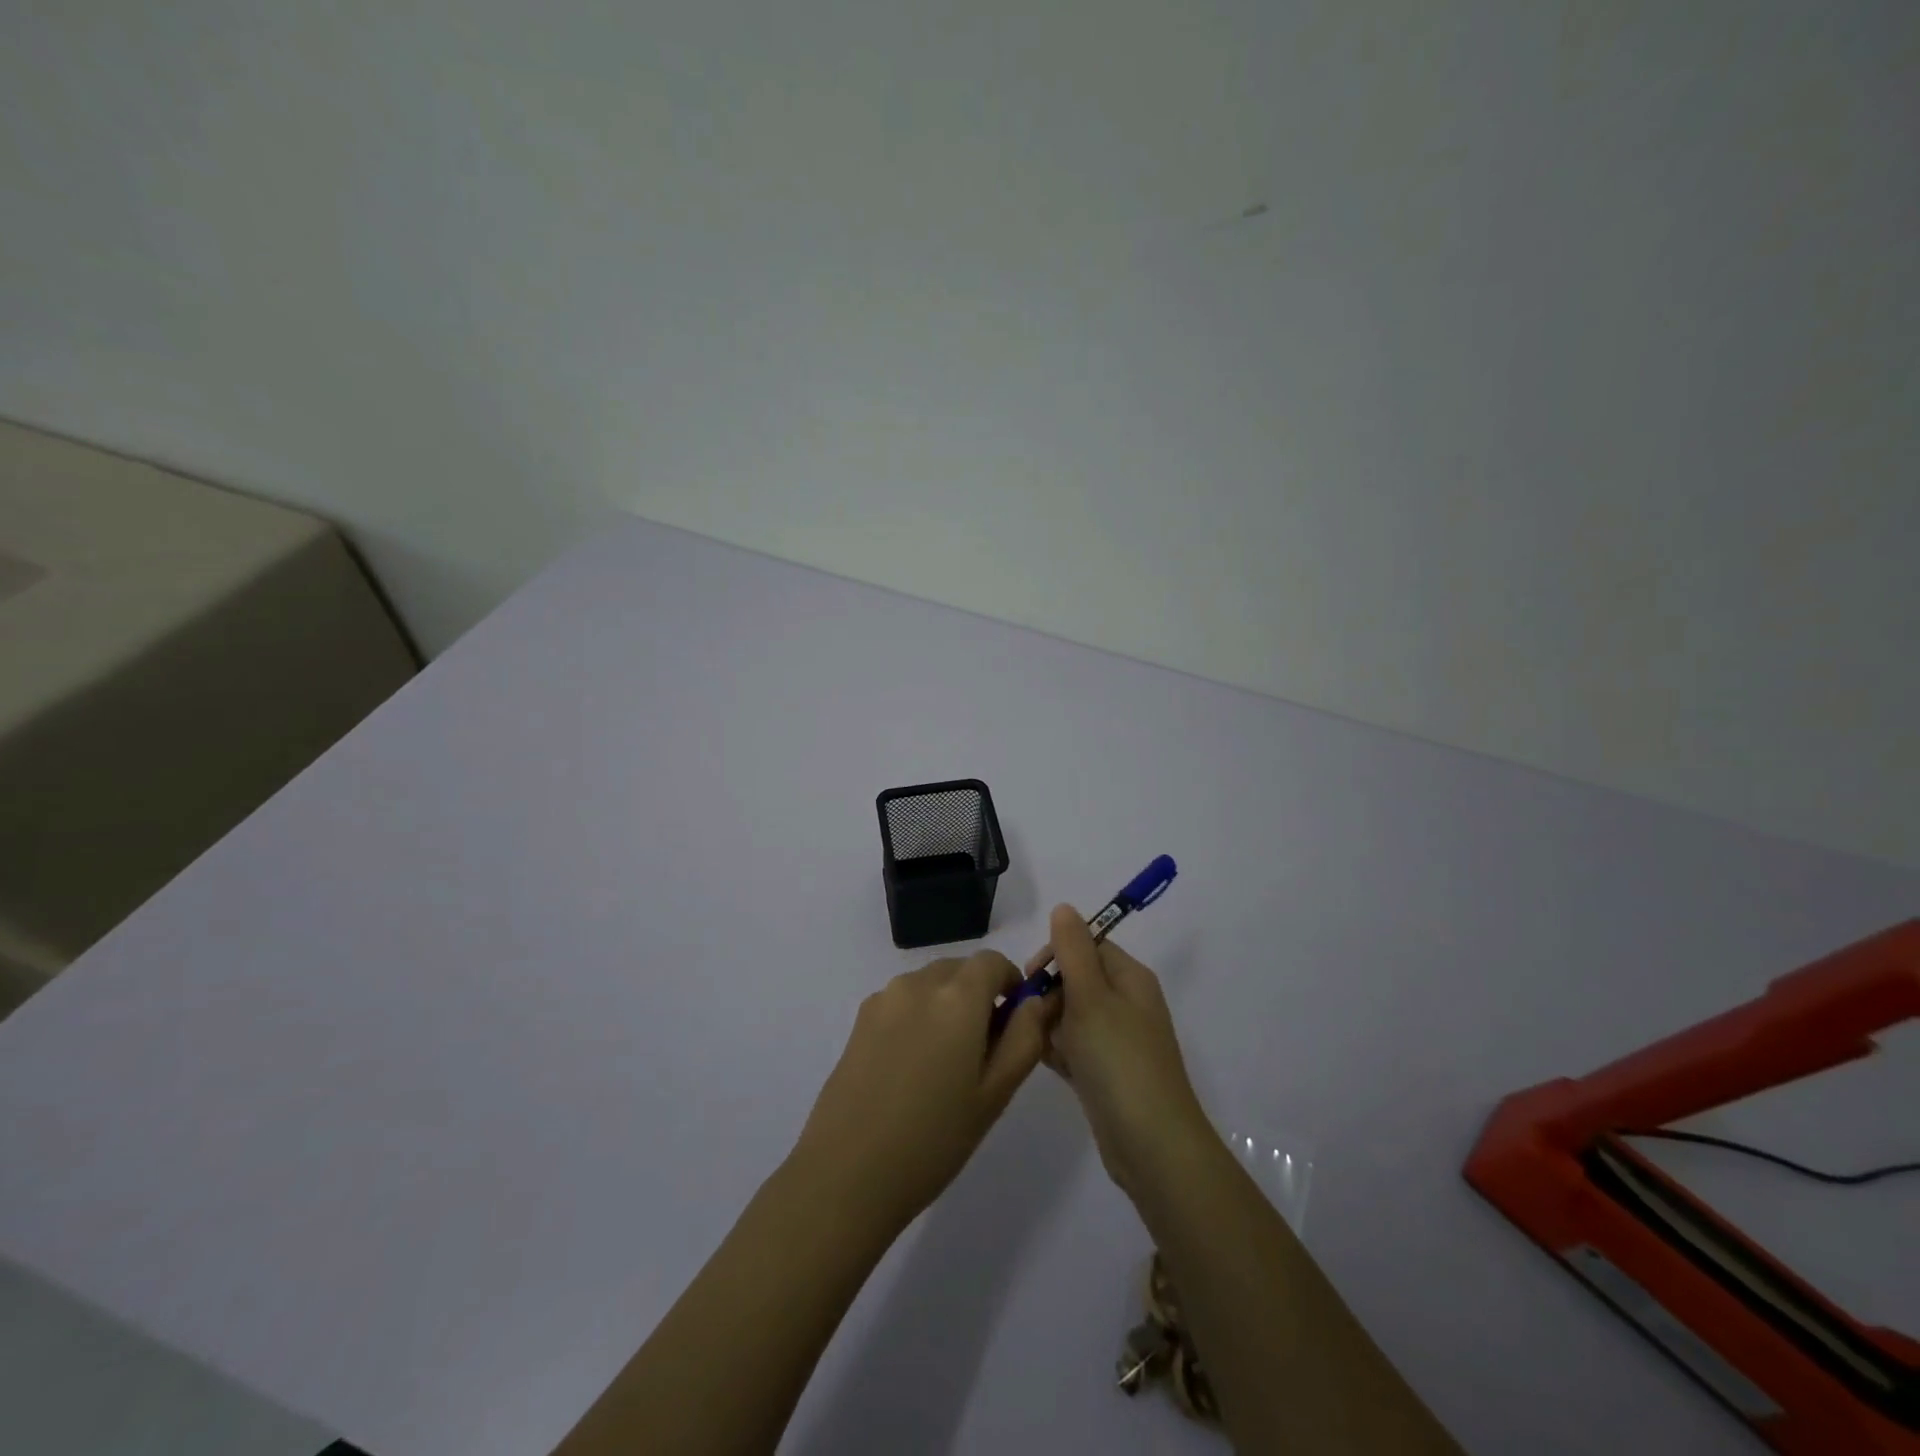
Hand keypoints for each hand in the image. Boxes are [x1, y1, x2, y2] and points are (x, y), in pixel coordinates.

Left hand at [793, 951, 1053, 1231]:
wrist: (847, 1172)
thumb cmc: (934, 1138)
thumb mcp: (995, 1093)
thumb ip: (1024, 1038)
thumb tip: (1035, 1002)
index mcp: (957, 996)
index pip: (993, 961)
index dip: (1010, 982)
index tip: (1013, 1020)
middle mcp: (919, 983)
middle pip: (960, 969)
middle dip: (978, 995)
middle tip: (982, 1051)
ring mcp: (884, 998)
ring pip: (930, 984)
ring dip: (946, 1005)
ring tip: (943, 1065)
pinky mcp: (860, 1018)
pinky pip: (902, 1001)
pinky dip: (918, 1017)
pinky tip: (910, 1069)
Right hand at [1035, 904, 1210, 1197]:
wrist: (1150, 1144)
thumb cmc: (1118, 1060)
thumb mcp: (1091, 996)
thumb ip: (1073, 949)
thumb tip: (1064, 907)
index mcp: (1130, 977)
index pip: (1088, 944)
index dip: (1056, 954)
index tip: (1031, 977)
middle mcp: (1127, 1002)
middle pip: (1076, 979)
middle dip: (1050, 993)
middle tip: (1034, 1018)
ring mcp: (1117, 1039)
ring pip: (1071, 1014)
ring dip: (1051, 1024)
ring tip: (1040, 1045)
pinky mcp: (1106, 1071)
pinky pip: (1075, 1046)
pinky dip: (1059, 1051)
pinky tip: (1047, 1064)